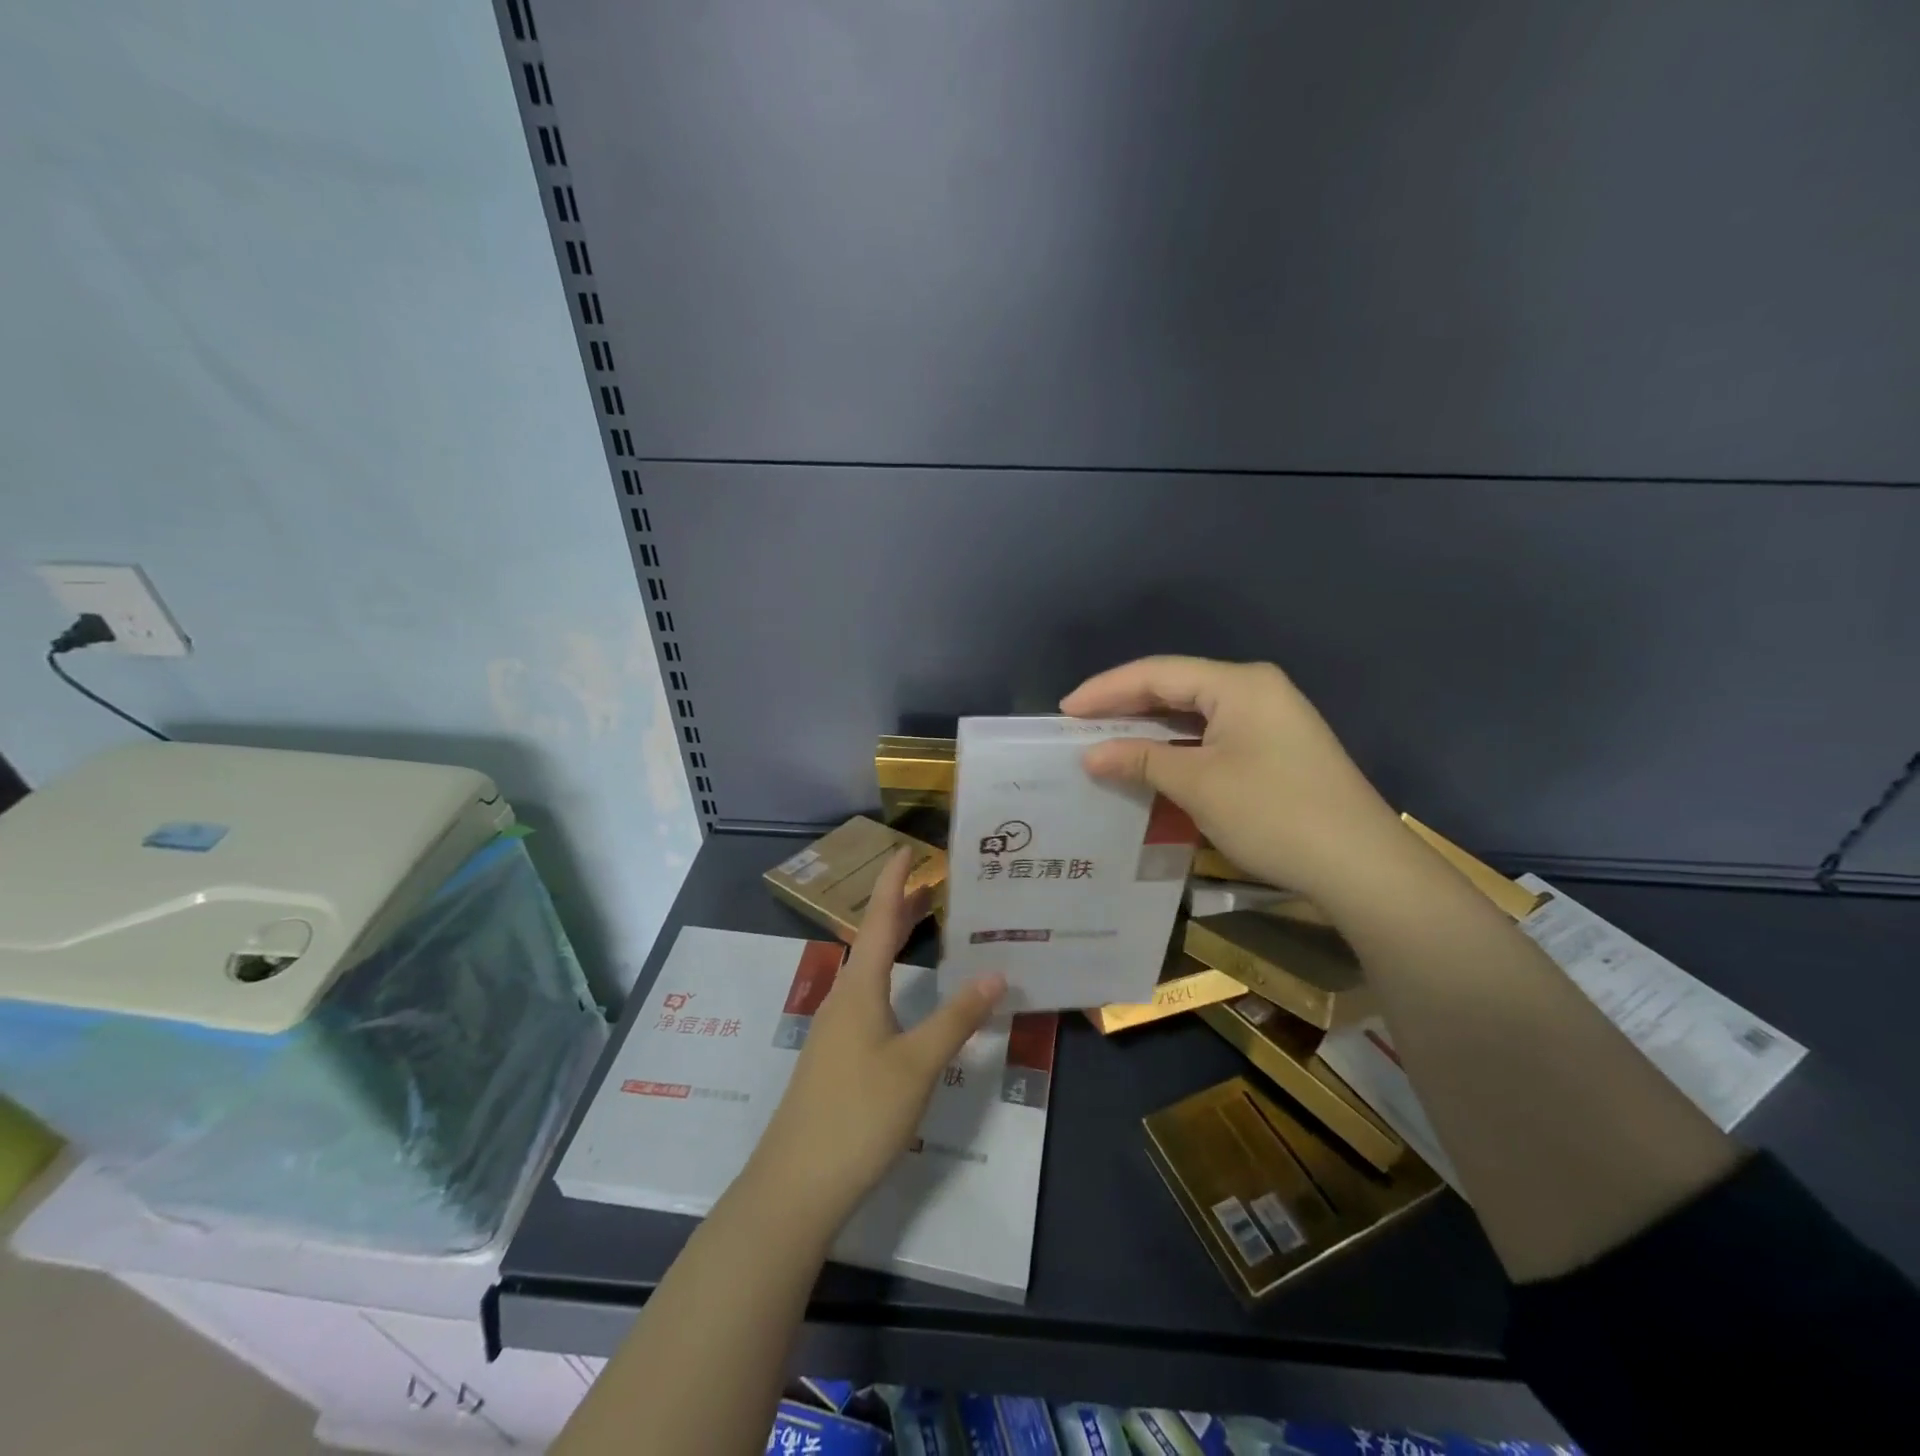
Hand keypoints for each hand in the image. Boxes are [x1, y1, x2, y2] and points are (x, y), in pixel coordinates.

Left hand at [745, 849, 1006, 1237]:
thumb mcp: (917, 1065)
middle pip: (873, 941)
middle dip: (899, 910)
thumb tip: (995, 973)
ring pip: (869, 971)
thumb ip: (956, 1019)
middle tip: (930, 885)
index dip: (894, 884)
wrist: (795, 1185)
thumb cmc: (859, 1115)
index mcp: (860, 989)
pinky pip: (866, 998)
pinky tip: (904, 996)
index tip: (906, 850)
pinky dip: (890, 977)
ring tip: (922, 927)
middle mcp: (843, 999)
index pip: (879, 920)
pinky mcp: (834, 1058)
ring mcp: (835, 1030)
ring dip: (893, 943)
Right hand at [1060, 655, 1404, 905]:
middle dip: (1125, 706)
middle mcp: (1255, 690)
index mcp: (1239, 684)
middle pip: (1176, 688)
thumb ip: (1141, 761)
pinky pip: (1212, 736)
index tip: (1064, 712)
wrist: (1361, 867)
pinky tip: (1151, 762)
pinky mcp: (1275, 749)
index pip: (1157, 672)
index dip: (1106, 689)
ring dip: (1149, 729)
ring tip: (1104, 743)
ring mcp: (1270, 719)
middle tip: (1078, 727)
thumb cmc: (1274, 814)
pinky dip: (1177, 747)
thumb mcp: (1198, 785)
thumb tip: (1090, 755)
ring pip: (1194, 714)